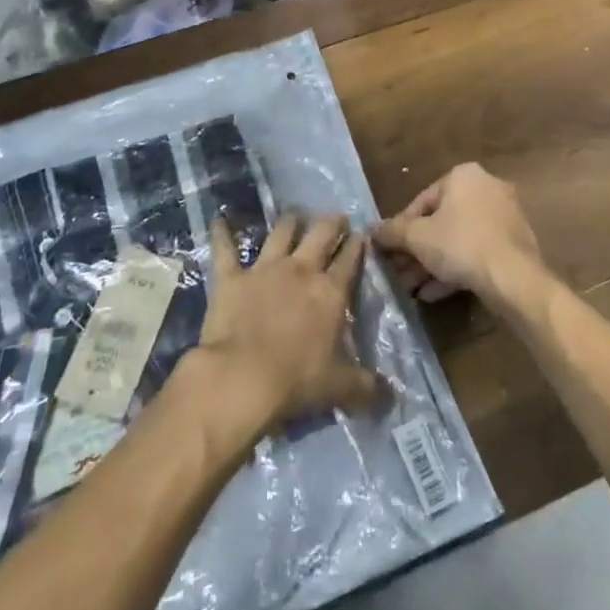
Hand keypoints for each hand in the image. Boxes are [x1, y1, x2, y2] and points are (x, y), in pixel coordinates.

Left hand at [189, 212, 381, 438]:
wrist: (242, 378)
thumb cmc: (297, 381)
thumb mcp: (340, 388)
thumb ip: (365, 386)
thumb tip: (389, 395)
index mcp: (331, 292)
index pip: (350, 260)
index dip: (358, 245)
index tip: (362, 234)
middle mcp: (301, 271)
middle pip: (320, 234)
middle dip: (331, 223)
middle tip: (336, 217)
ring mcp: (264, 270)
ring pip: (280, 233)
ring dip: (289, 222)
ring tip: (295, 214)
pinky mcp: (231, 278)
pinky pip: (225, 249)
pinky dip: (222, 233)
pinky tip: (219, 220)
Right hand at [374, 163, 550, 309]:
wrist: (513, 277)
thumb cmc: (460, 244)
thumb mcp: (418, 238)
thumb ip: (392, 231)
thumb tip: (371, 231)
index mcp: (463, 176)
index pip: (421, 201)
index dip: (401, 228)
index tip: (389, 251)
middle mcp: (486, 188)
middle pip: (440, 221)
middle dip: (417, 250)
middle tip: (398, 272)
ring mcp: (503, 216)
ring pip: (458, 239)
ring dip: (432, 263)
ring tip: (411, 288)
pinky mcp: (512, 243)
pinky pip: (476, 252)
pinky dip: (454, 269)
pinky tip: (432, 294)